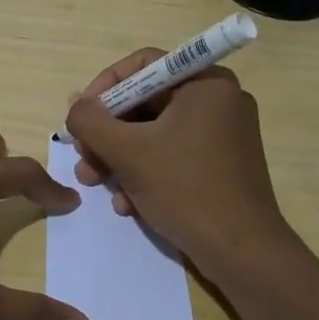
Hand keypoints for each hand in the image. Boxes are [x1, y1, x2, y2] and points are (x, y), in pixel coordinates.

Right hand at [64, 49, 291, 277]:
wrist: (243, 254)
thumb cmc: (186, 189)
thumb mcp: (127, 151)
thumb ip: (91, 121)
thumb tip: (75, 104)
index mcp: (205, 83)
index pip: (143, 65)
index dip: (104, 86)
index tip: (82, 116)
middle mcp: (218, 101)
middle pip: (145, 102)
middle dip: (107, 132)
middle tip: (84, 156)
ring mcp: (222, 134)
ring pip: (154, 132)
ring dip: (119, 156)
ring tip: (94, 182)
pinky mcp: (221, 165)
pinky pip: (172, 154)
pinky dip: (145, 172)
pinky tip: (126, 203)